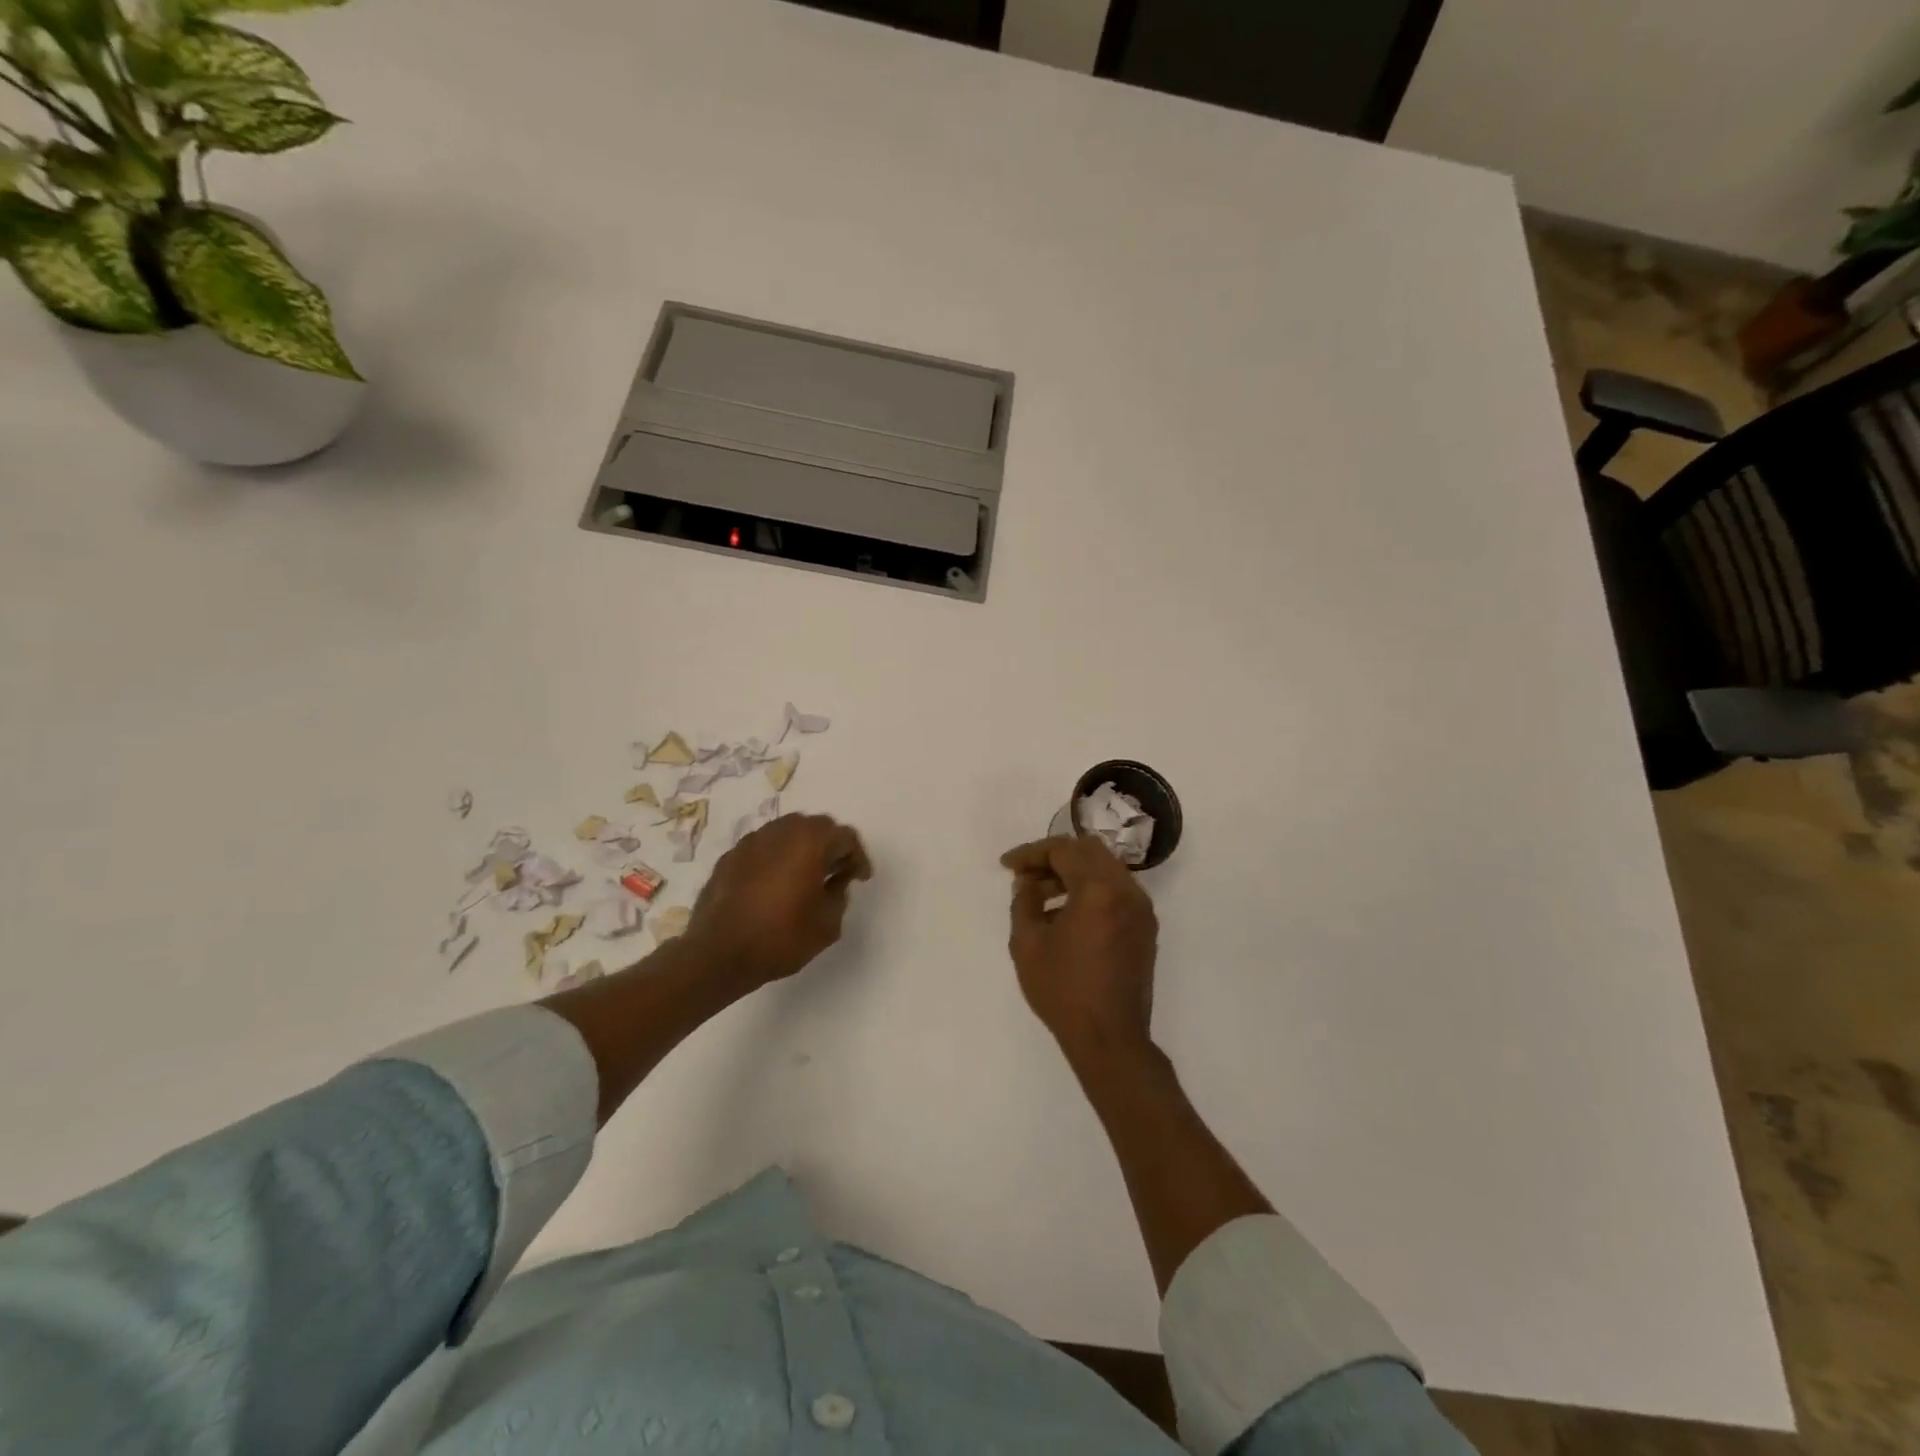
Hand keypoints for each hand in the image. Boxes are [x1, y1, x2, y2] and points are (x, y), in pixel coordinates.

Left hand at [685, 813, 871, 989]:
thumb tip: (834, 882)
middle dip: (831, 846)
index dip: (858, 857)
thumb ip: (839, 895)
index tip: (860, 879)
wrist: (718, 954)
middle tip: (836, 872)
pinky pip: (763, 847)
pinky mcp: (730, 856)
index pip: (845, 836)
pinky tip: (775, 884)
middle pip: (816, 826)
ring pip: (787, 832)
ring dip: (802, 848)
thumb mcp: (827, 924)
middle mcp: (781, 831)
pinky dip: (776, 858)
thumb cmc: (780, 938)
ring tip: (805, 876)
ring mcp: (752, 841)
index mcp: (810, 841)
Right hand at [1001, 835, 1157, 1062]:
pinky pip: (1116, 891)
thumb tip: (1028, 882)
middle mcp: (1127, 891)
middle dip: (1054, 857)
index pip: (1063, 850)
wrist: (1110, 1039)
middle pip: (1089, 851)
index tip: (1008, 866)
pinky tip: (1067, 913)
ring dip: (1073, 873)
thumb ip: (1024, 901)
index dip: (1031, 853)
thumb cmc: (1063, 991)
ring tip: (1042, 895)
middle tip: (1026, 875)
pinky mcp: (1145, 927)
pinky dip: (1091, 890)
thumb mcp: (1027, 944)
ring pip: (1105, 869)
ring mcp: (1141, 909)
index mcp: (1099, 890)